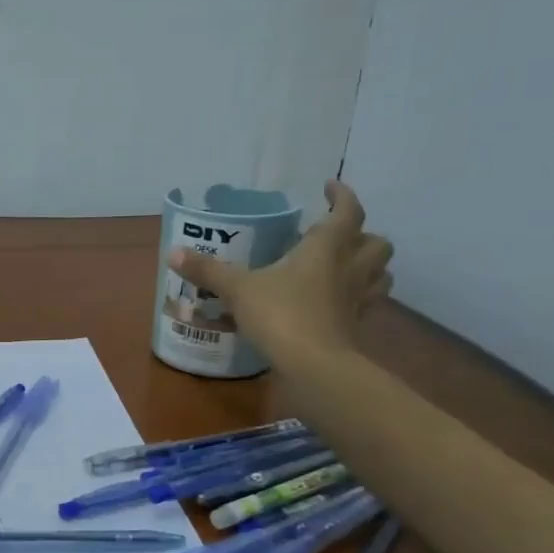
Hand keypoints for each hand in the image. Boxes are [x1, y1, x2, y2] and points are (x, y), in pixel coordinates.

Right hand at [168, 180, 392, 363]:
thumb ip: (209, 270)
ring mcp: (358, 300)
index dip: (341, 195)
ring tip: (343, 267)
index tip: (329, 187)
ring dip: (369, 266)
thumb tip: (173, 253)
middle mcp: (350, 268)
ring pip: (380, 274)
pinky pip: (364, 304)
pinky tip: (333, 304)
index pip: (347, 211)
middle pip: (377, 243)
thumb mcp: (238, 289)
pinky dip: (355, 298)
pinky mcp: (356, 327)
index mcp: (327, 247)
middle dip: (363, 235)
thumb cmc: (280, 314)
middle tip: (336, 236)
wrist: (313, 365)